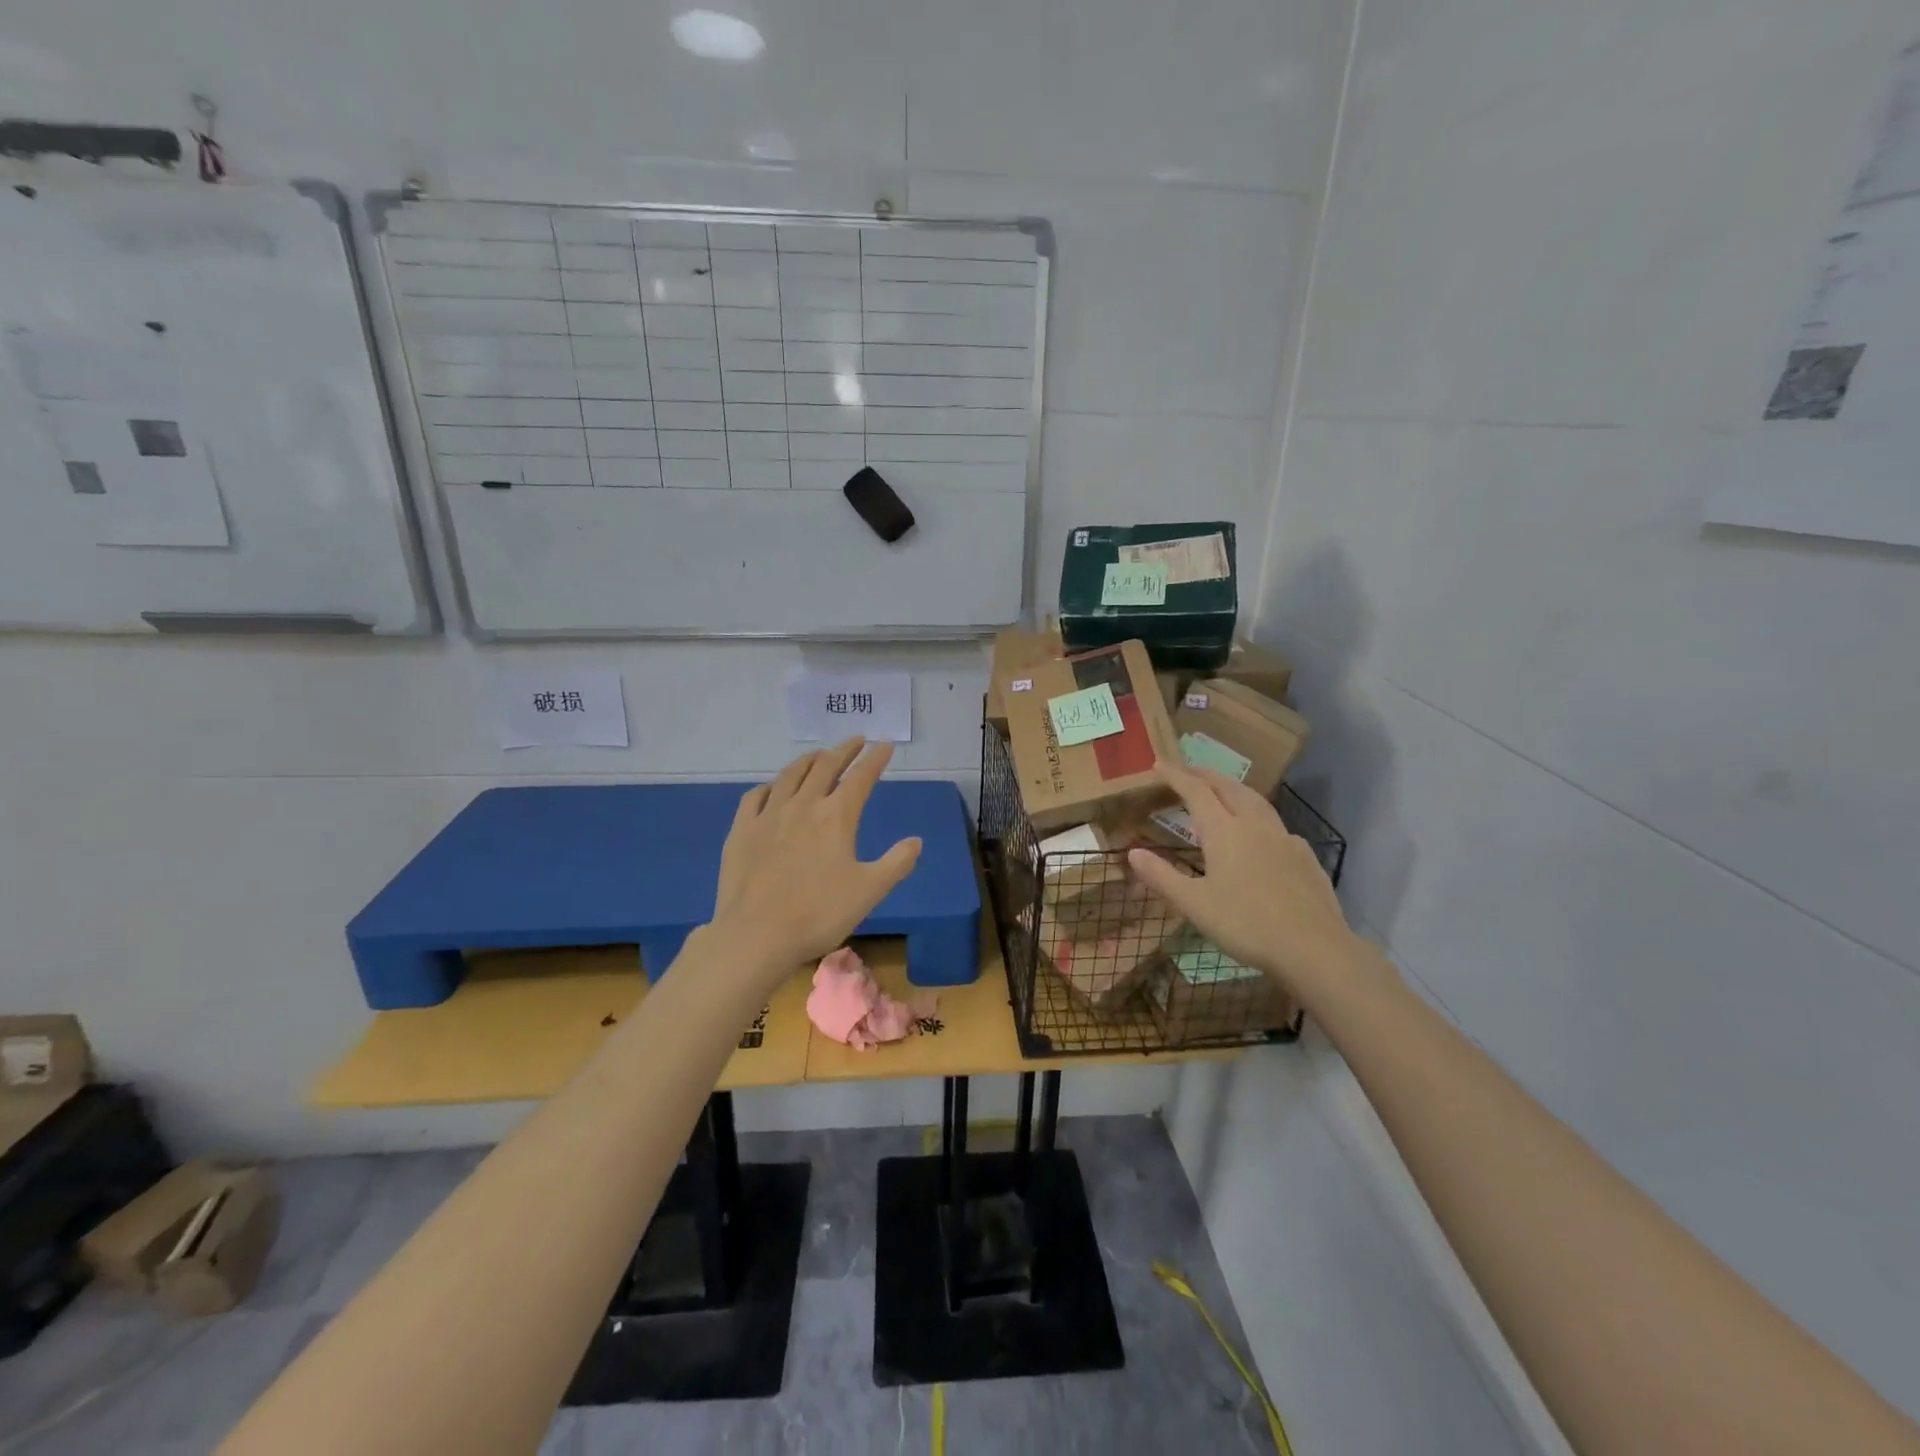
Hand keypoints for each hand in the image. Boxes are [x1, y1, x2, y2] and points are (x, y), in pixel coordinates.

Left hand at [712, 739, 921, 973]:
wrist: (756, 934)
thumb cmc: (819, 913)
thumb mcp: (869, 891)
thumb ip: (896, 863)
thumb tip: (916, 840)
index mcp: (836, 816)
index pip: (861, 777)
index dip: (875, 759)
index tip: (885, 745)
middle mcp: (803, 805)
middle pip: (825, 766)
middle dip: (844, 750)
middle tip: (856, 740)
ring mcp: (768, 815)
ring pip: (790, 775)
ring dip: (808, 760)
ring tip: (819, 755)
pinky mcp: (741, 830)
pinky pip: (756, 796)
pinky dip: (771, 785)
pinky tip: (773, 788)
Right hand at [1126, 762, 1359, 999]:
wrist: (1313, 947)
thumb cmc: (1246, 924)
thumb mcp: (1194, 905)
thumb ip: (1162, 877)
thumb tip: (1133, 853)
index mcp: (1224, 831)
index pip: (1196, 791)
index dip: (1176, 776)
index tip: (1159, 764)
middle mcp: (1254, 825)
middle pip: (1228, 787)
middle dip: (1206, 775)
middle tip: (1188, 770)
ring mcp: (1284, 838)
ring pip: (1256, 800)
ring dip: (1234, 788)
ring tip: (1223, 789)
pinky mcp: (1304, 855)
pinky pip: (1276, 824)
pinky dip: (1259, 816)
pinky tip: (1260, 833)